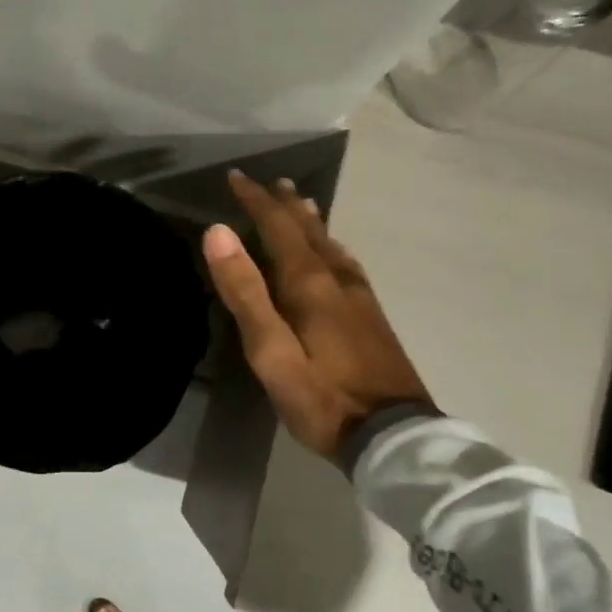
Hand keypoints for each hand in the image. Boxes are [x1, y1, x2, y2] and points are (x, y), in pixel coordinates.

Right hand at [202, 171, 430, 458]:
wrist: (392, 435)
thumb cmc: (321, 397)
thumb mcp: (270, 351)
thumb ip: (245, 292)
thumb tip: (219, 232)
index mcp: (310, 284)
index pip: (278, 228)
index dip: (256, 201)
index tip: (236, 177)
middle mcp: (337, 280)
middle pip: (309, 231)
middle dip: (285, 205)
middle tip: (272, 182)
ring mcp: (359, 299)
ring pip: (331, 246)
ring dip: (311, 222)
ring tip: (301, 203)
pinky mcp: (371, 318)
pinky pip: (346, 265)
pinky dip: (331, 247)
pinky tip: (334, 255)